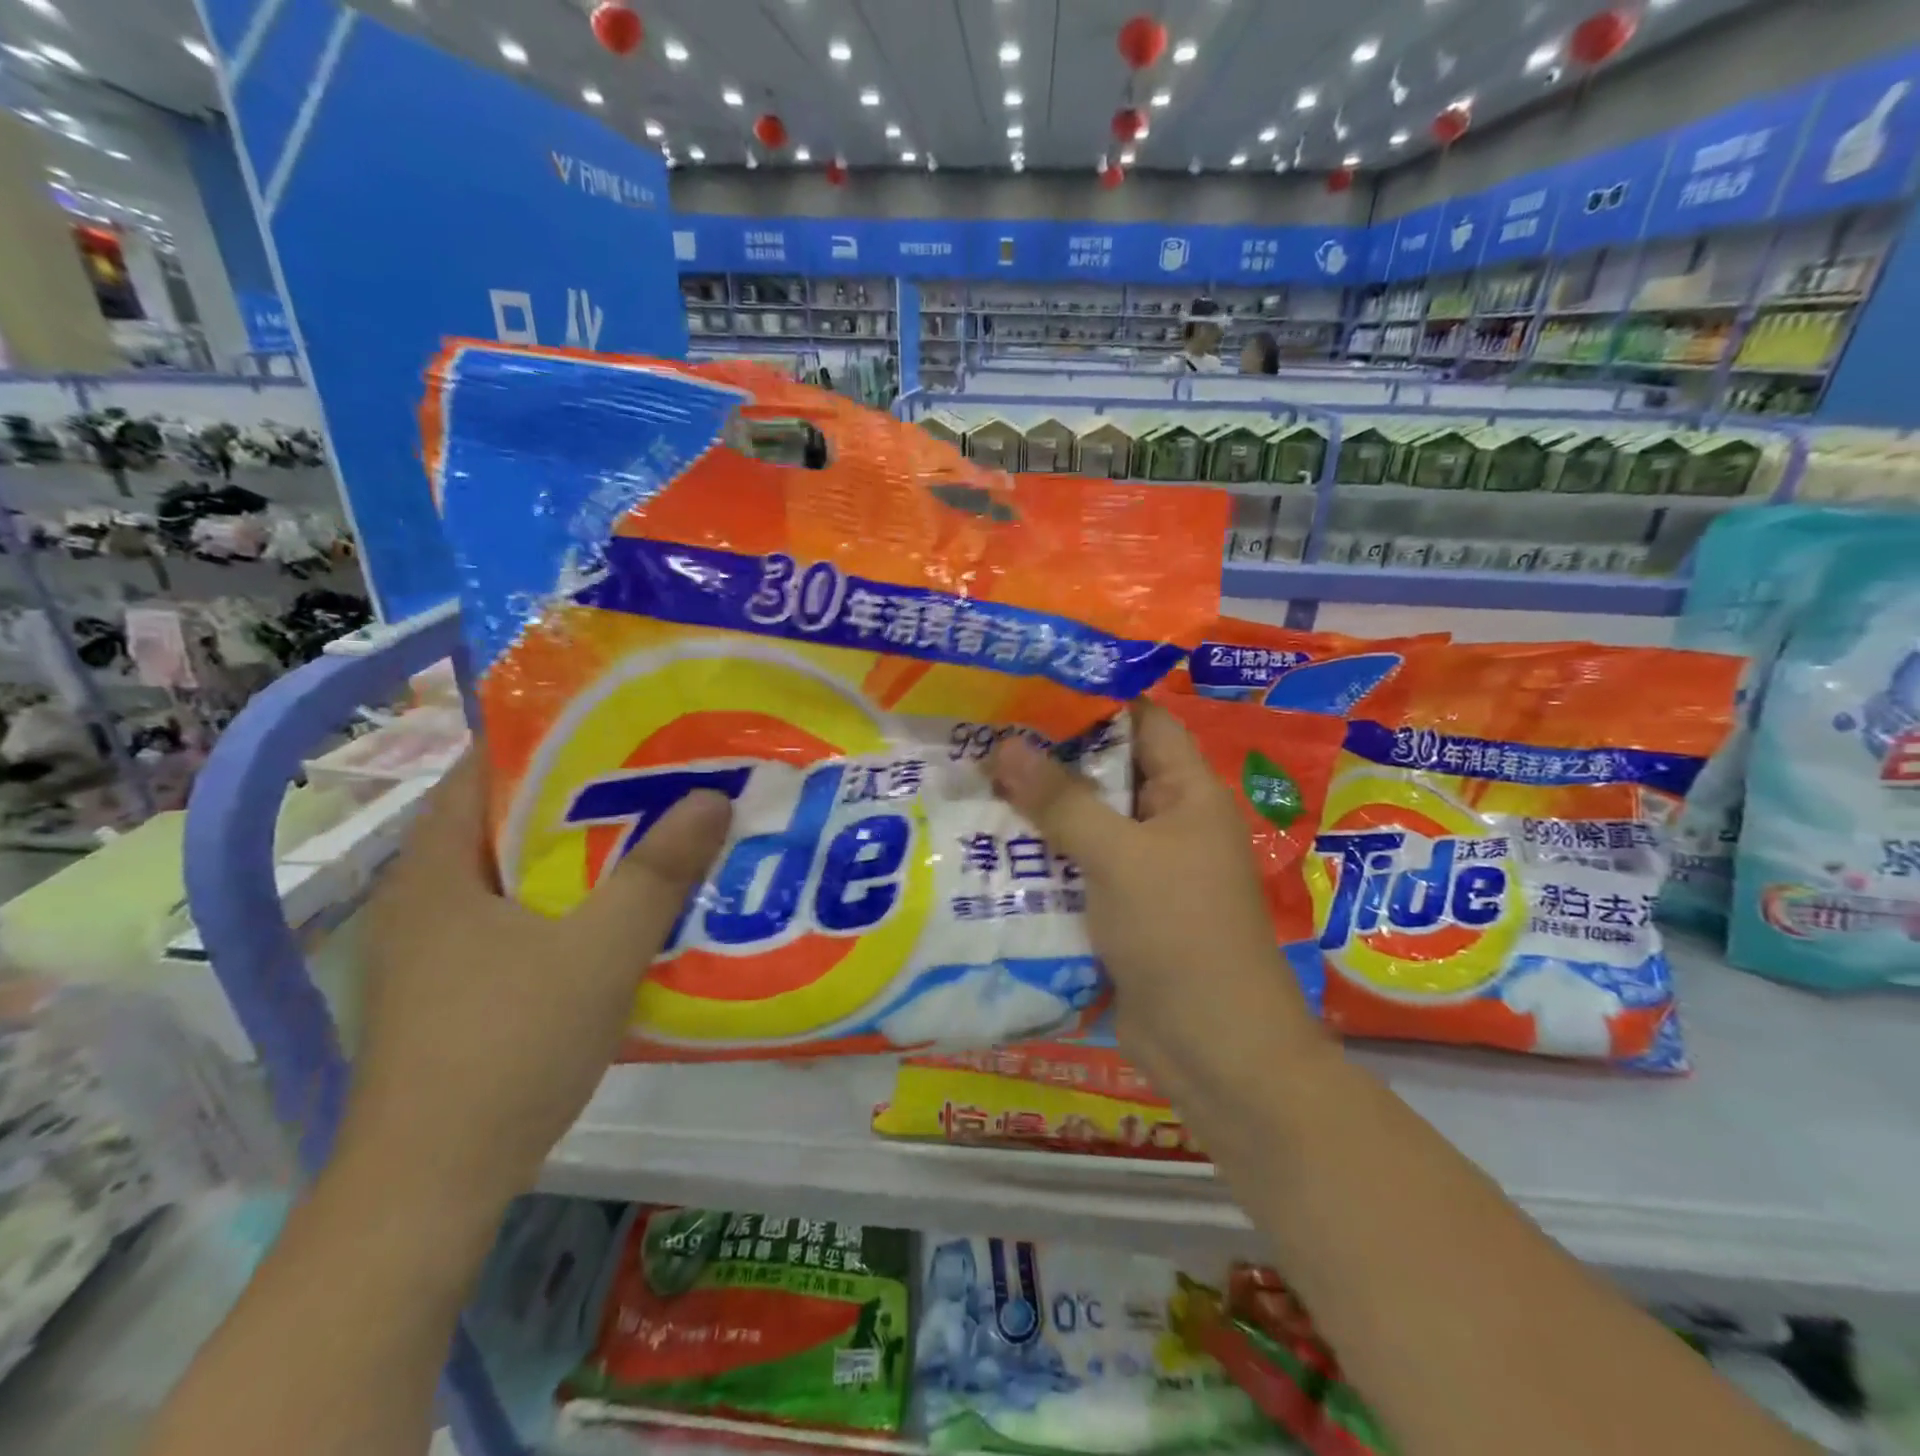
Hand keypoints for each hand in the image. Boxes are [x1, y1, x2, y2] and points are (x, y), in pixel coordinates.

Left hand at [339, 751, 730, 1211]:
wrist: (431, 1190)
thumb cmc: (507, 1049)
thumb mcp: (601, 951)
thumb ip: (658, 872)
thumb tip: (713, 796)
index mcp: (437, 868)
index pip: (487, 765)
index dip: (555, 733)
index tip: (628, 721)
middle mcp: (427, 896)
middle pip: (512, 817)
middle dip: (588, 793)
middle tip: (665, 773)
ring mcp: (438, 948)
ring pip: (523, 873)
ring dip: (587, 852)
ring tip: (662, 830)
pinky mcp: (458, 988)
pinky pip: (525, 918)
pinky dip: (574, 901)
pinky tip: (630, 910)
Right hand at [989, 701, 1327, 1112]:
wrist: (1213, 1049)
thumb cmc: (1179, 934)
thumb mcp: (1119, 857)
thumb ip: (1062, 802)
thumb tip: (1004, 744)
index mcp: (1187, 794)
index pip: (1143, 722)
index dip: (1093, 699)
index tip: (1029, 686)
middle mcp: (1167, 823)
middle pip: (1106, 773)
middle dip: (1049, 758)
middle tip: (982, 733)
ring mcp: (1142, 869)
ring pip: (1085, 824)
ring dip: (1037, 812)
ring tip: (971, 781)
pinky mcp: (1119, 909)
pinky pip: (1076, 869)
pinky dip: (1040, 858)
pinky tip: (986, 846)